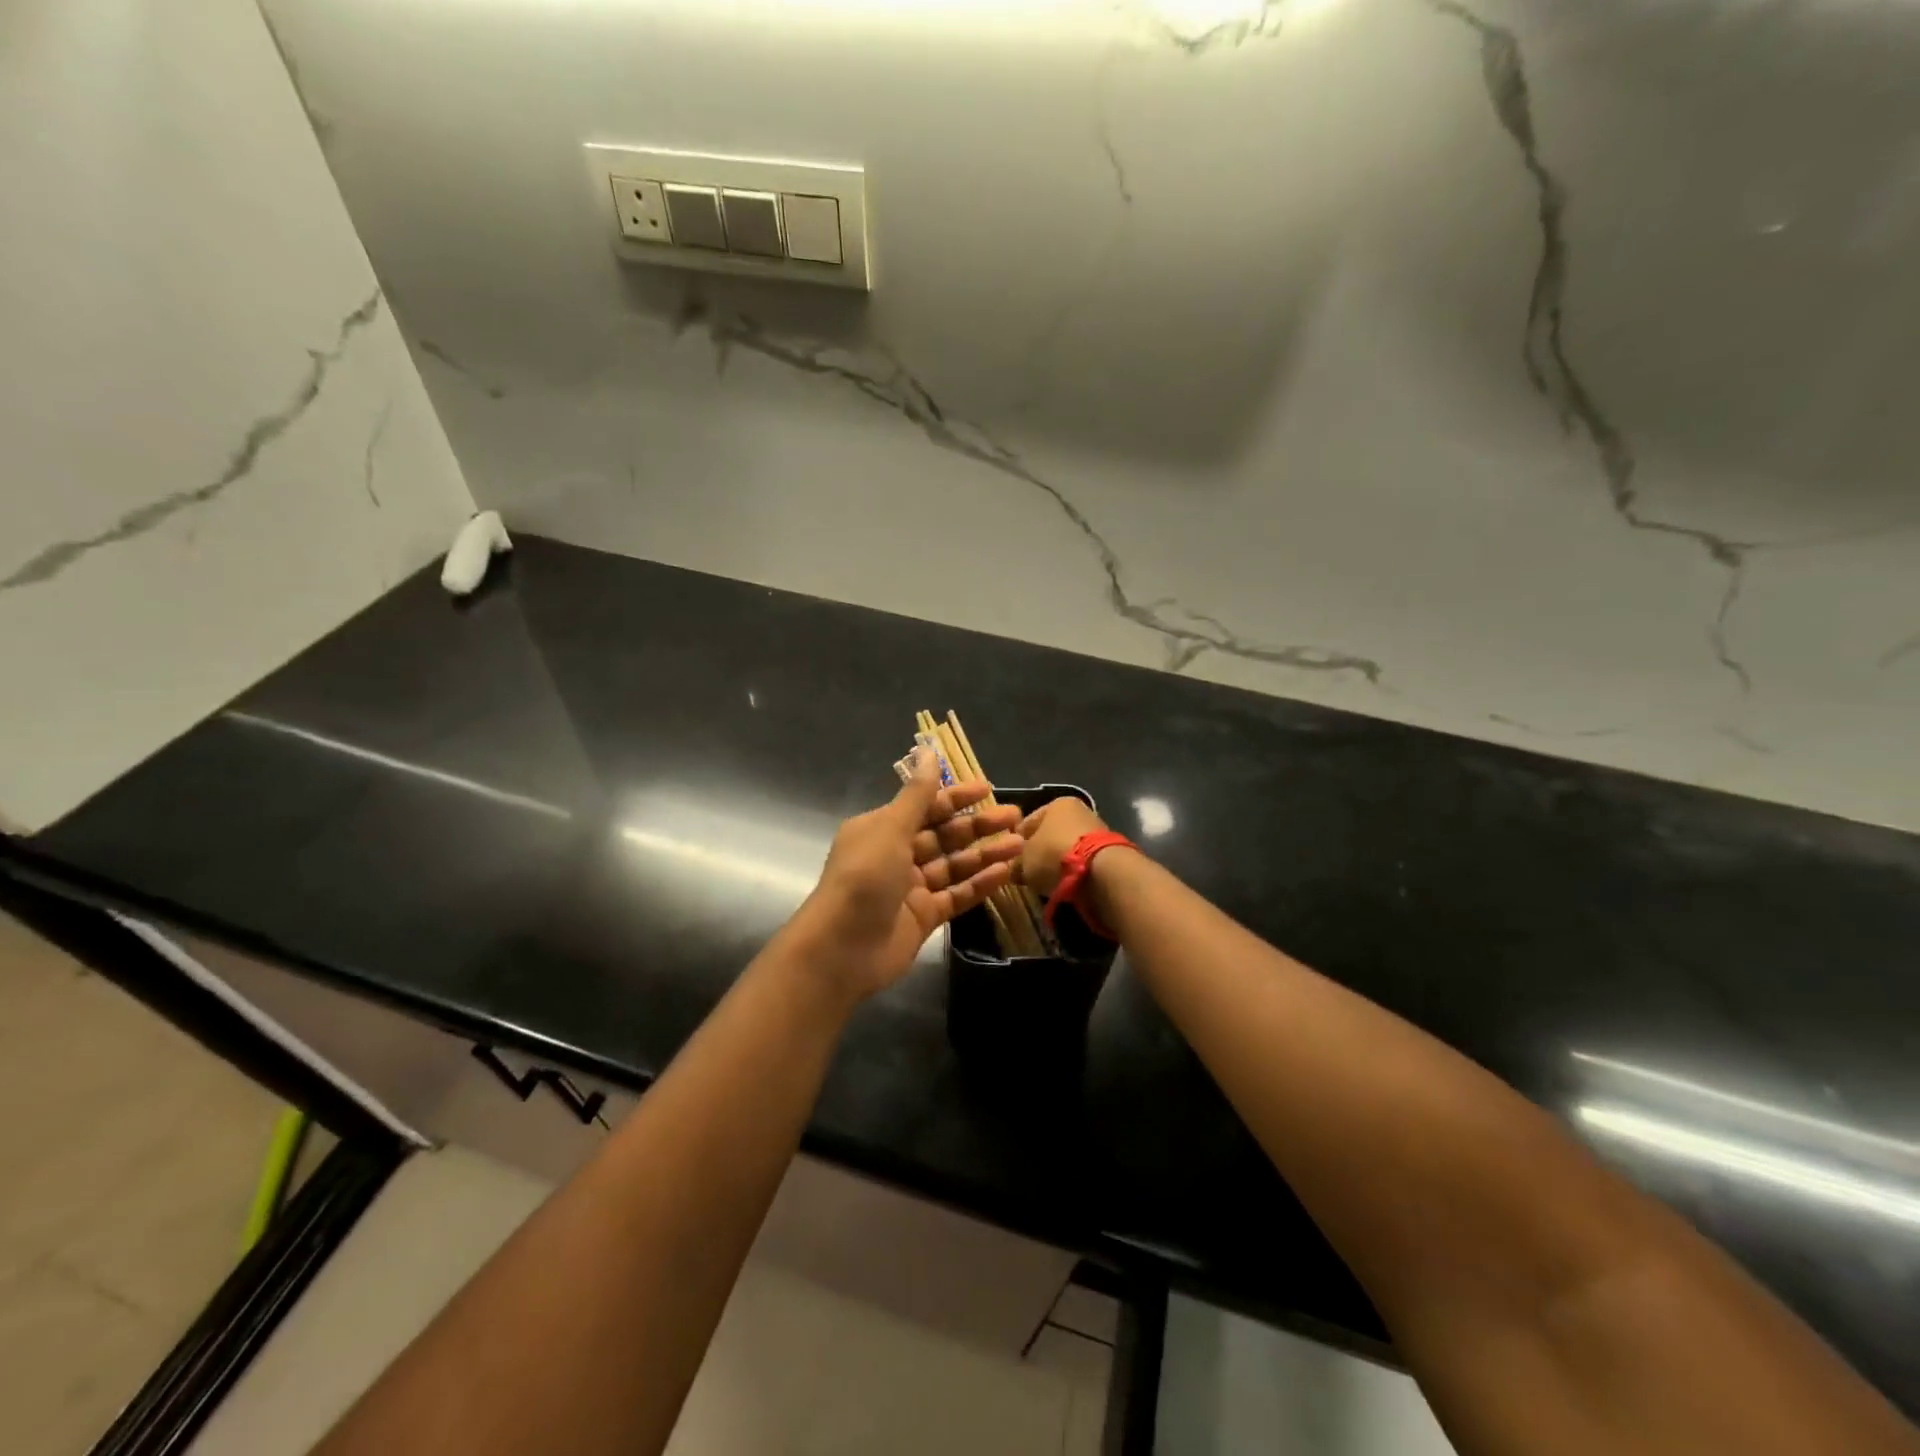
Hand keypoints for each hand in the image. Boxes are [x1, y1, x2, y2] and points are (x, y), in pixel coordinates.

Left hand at [786, 751, 1023, 1004]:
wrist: (841, 950)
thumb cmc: (863, 878)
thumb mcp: (890, 828)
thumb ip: (917, 794)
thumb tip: (928, 750)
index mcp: (881, 828)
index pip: (925, 806)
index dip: (957, 797)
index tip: (989, 788)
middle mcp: (895, 854)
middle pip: (944, 834)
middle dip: (978, 825)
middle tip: (1015, 817)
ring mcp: (910, 888)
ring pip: (954, 865)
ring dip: (985, 854)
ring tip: (1019, 844)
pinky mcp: (923, 918)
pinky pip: (956, 895)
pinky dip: (979, 885)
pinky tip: (1005, 874)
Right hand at [1013, 797, 1108, 896]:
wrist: (1102, 873)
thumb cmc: (1055, 855)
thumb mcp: (1024, 861)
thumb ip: (1016, 863)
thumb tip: (1014, 870)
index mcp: (1057, 804)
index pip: (1028, 822)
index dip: (1016, 841)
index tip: (1010, 860)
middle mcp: (1080, 811)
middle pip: (1051, 835)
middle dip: (1040, 853)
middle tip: (1028, 873)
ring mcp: (1098, 831)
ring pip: (1068, 849)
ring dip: (1059, 864)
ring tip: (1048, 883)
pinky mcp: (1111, 853)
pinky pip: (1084, 863)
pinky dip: (1075, 873)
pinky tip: (1067, 886)